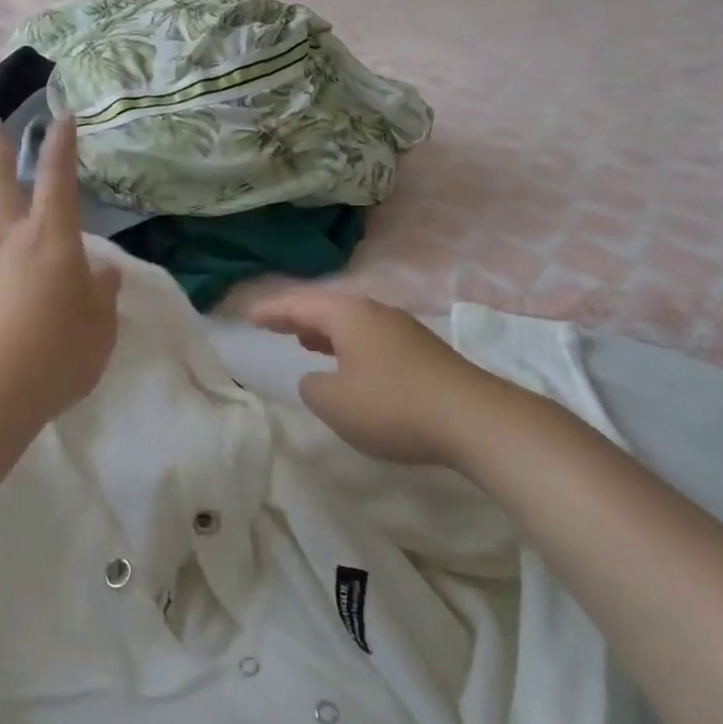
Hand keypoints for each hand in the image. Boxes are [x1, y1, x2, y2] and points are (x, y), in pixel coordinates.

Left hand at [0, 114, 120, 429]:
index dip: (62, 145)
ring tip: (3, 196)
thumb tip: (101, 271)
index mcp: (52, 239)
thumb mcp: (99, 328)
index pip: (59, 179)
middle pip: (0, 183)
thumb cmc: (56, 353)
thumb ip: (102, 295)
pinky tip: (10, 274)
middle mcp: (13, 242)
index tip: (62, 117)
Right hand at [248, 288, 495, 466]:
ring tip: (305, 340)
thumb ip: (312, 387)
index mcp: (348, 316)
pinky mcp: (422, 352)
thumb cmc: (392, 405)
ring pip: (352, 323)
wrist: (473, 418)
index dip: (272, 310)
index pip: (300, 305)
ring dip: (325, 331)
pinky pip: (371, 339)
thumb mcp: (334, 402)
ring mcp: (403, 330)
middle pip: (327, 308)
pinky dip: (348, 345)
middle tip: (272, 324)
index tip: (249, 316)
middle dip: (297, 317)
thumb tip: (318, 378)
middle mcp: (375, 313)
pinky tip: (350, 364)